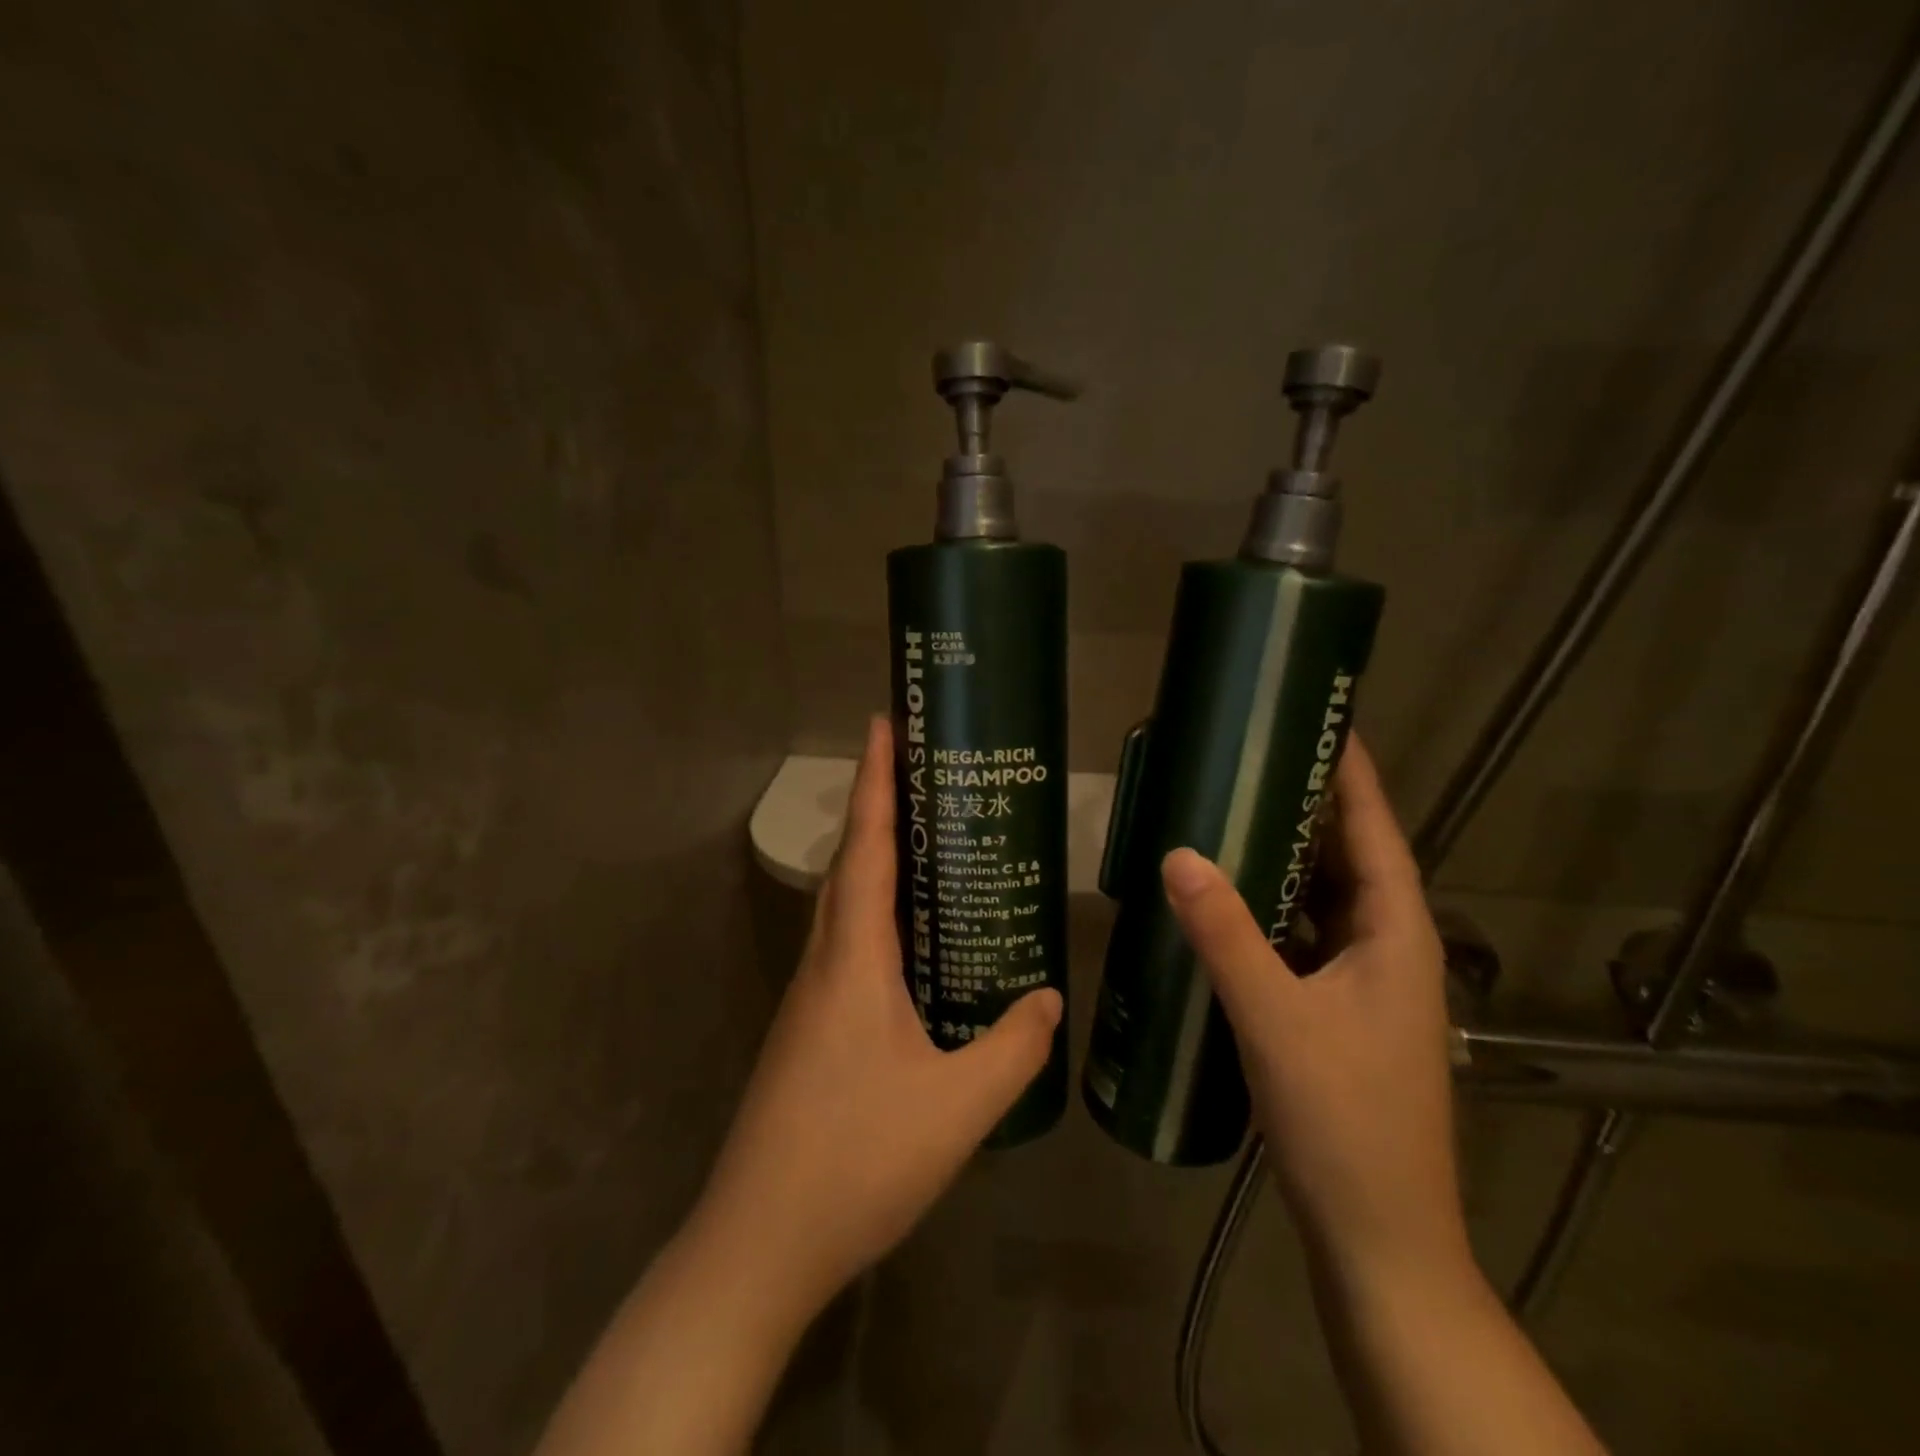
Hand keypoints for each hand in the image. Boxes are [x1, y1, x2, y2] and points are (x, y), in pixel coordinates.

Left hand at [693, 715, 1062, 1319]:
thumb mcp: (957, 1107)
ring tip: (925, 843)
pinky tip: (912, 944)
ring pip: (844, 906)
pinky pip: (847, 946)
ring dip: (875, 861)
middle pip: (850, 864)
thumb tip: (1050, 998)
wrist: (759, 1242)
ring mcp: (810, 997)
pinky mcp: (809, 1029)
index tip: (883, 723)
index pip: (868, 847)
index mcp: (853, 959)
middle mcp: (824, 962)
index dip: (877, 781)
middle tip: (920, 772)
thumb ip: (1013, 1048)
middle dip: (878, 807)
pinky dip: (877, 917)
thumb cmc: (857, 1159)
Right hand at [1160, 736, 1466, 1282]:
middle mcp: (1387, 946)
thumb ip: (1224, 933)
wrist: (1377, 1236)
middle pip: (1348, 857)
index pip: (1374, 829)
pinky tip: (1228, 899)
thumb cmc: (1342, 1120)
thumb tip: (1177, 852)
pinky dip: (1272, 908)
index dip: (1353, 771)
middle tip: (1250, 756)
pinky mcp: (1339, 1010)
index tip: (1322, 717)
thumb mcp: (1274, 1017)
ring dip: (1286, 858)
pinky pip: (1304, 936)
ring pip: (1323, 898)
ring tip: (1231, 811)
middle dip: (1306, 805)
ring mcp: (1365, 982)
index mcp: (1394, 933)